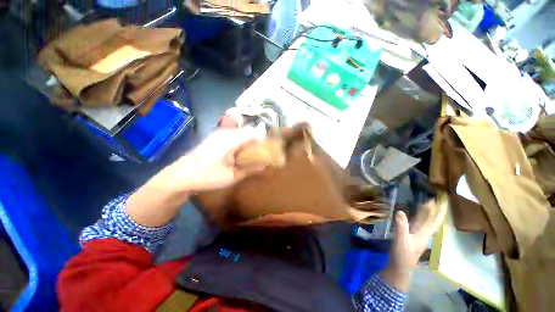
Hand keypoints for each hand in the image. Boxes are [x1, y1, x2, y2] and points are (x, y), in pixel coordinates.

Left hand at [126, 128, 264, 227]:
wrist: (181, 175)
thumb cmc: (207, 176)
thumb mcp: (232, 176)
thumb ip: (250, 169)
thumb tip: (265, 166)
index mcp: (231, 140)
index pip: (254, 133)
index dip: (265, 139)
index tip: (272, 148)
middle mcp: (226, 133)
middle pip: (249, 131)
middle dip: (259, 140)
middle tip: (265, 152)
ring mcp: (220, 134)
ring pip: (242, 133)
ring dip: (251, 141)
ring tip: (256, 152)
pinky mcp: (217, 138)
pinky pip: (235, 136)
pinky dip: (243, 142)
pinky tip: (243, 153)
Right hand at [381, 200, 446, 291]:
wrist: (400, 266)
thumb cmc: (402, 254)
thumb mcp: (401, 240)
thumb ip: (401, 226)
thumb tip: (400, 211)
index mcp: (423, 234)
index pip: (434, 220)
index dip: (439, 211)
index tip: (443, 201)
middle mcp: (423, 233)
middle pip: (431, 220)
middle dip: (434, 210)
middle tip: (434, 198)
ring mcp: (417, 235)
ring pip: (425, 222)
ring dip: (427, 213)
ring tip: (427, 203)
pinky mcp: (411, 236)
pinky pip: (417, 224)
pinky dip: (419, 217)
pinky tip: (416, 214)